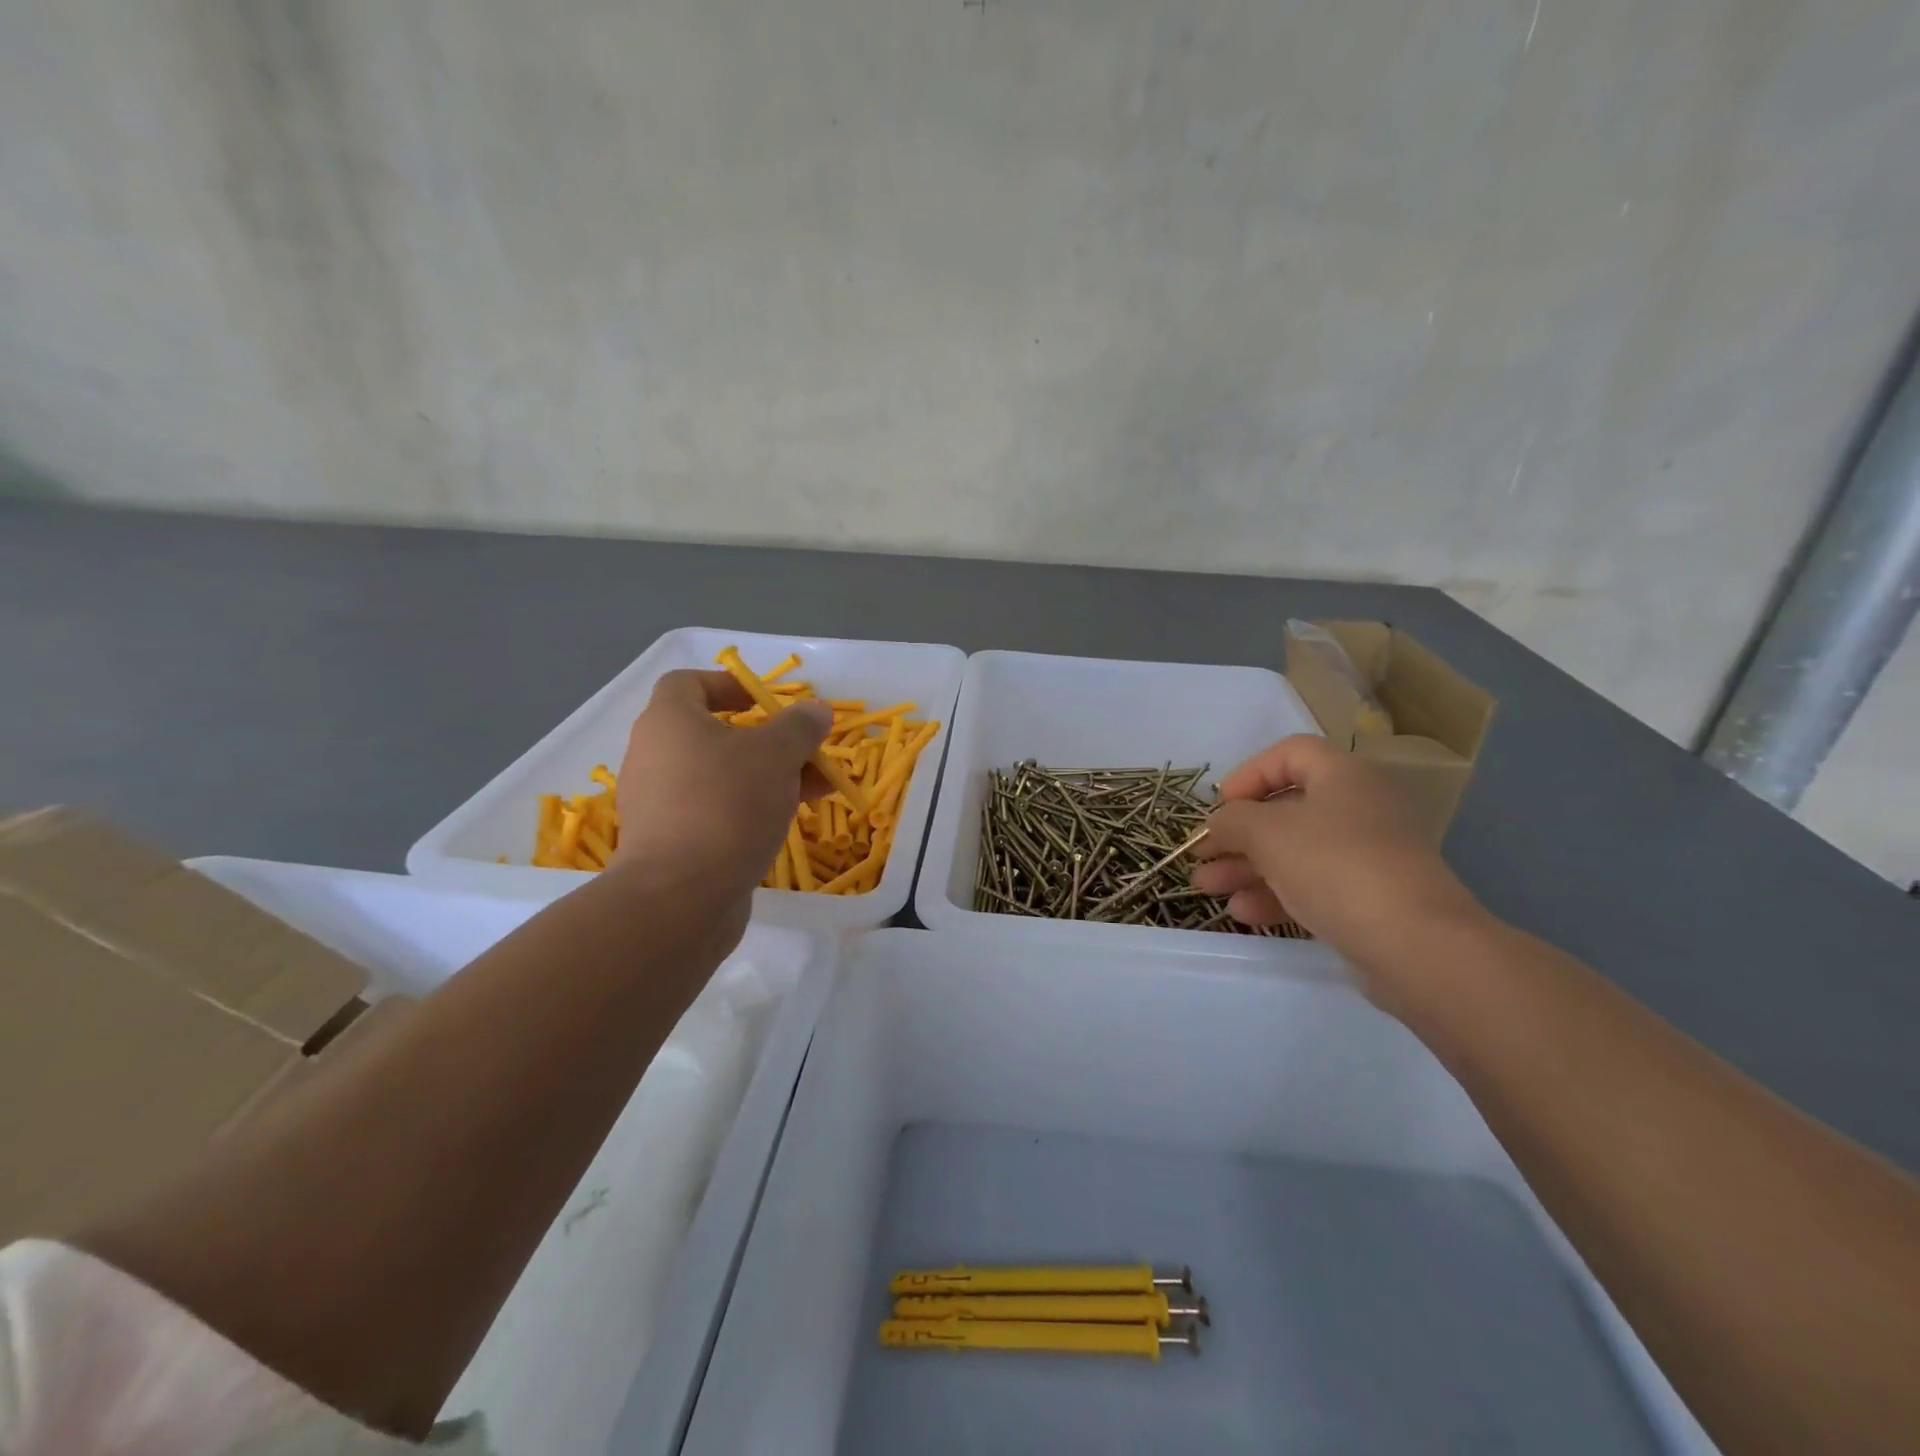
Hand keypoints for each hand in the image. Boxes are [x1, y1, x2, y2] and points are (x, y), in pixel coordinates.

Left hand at [610, 669, 831, 935]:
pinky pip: (714, 810)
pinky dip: (749, 808)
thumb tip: (816, 709)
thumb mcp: (776, 755)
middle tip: (805, 751)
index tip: (765, 702)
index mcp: (668, 722)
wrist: (680, 896)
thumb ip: (799, 726)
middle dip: (766, 740)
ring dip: (767, 776)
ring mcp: (658, 803)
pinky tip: (788, 821)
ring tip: (815, 789)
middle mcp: (653, 756)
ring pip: (720, 776)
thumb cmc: (727, 805)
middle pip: (712, 733)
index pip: (687, 683)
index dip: (728, 684)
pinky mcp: (669, 843)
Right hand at [1191, 735, 1487, 1008]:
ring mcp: (1366, 856)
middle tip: (1201, 857)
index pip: (1289, 754)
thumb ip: (1231, 821)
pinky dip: (1275, 894)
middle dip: (1236, 835)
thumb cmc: (1335, 866)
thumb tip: (1218, 824)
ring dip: (1246, 868)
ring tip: (1207, 889)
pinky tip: (1243, 913)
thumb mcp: (1266, 833)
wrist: (1415, 945)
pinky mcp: (1369, 899)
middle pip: (1285, 810)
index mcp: (1343, 776)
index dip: (1248, 774)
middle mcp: (1358, 808)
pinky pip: (1312, 886)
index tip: (1220, 807)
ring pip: (1293, 852)